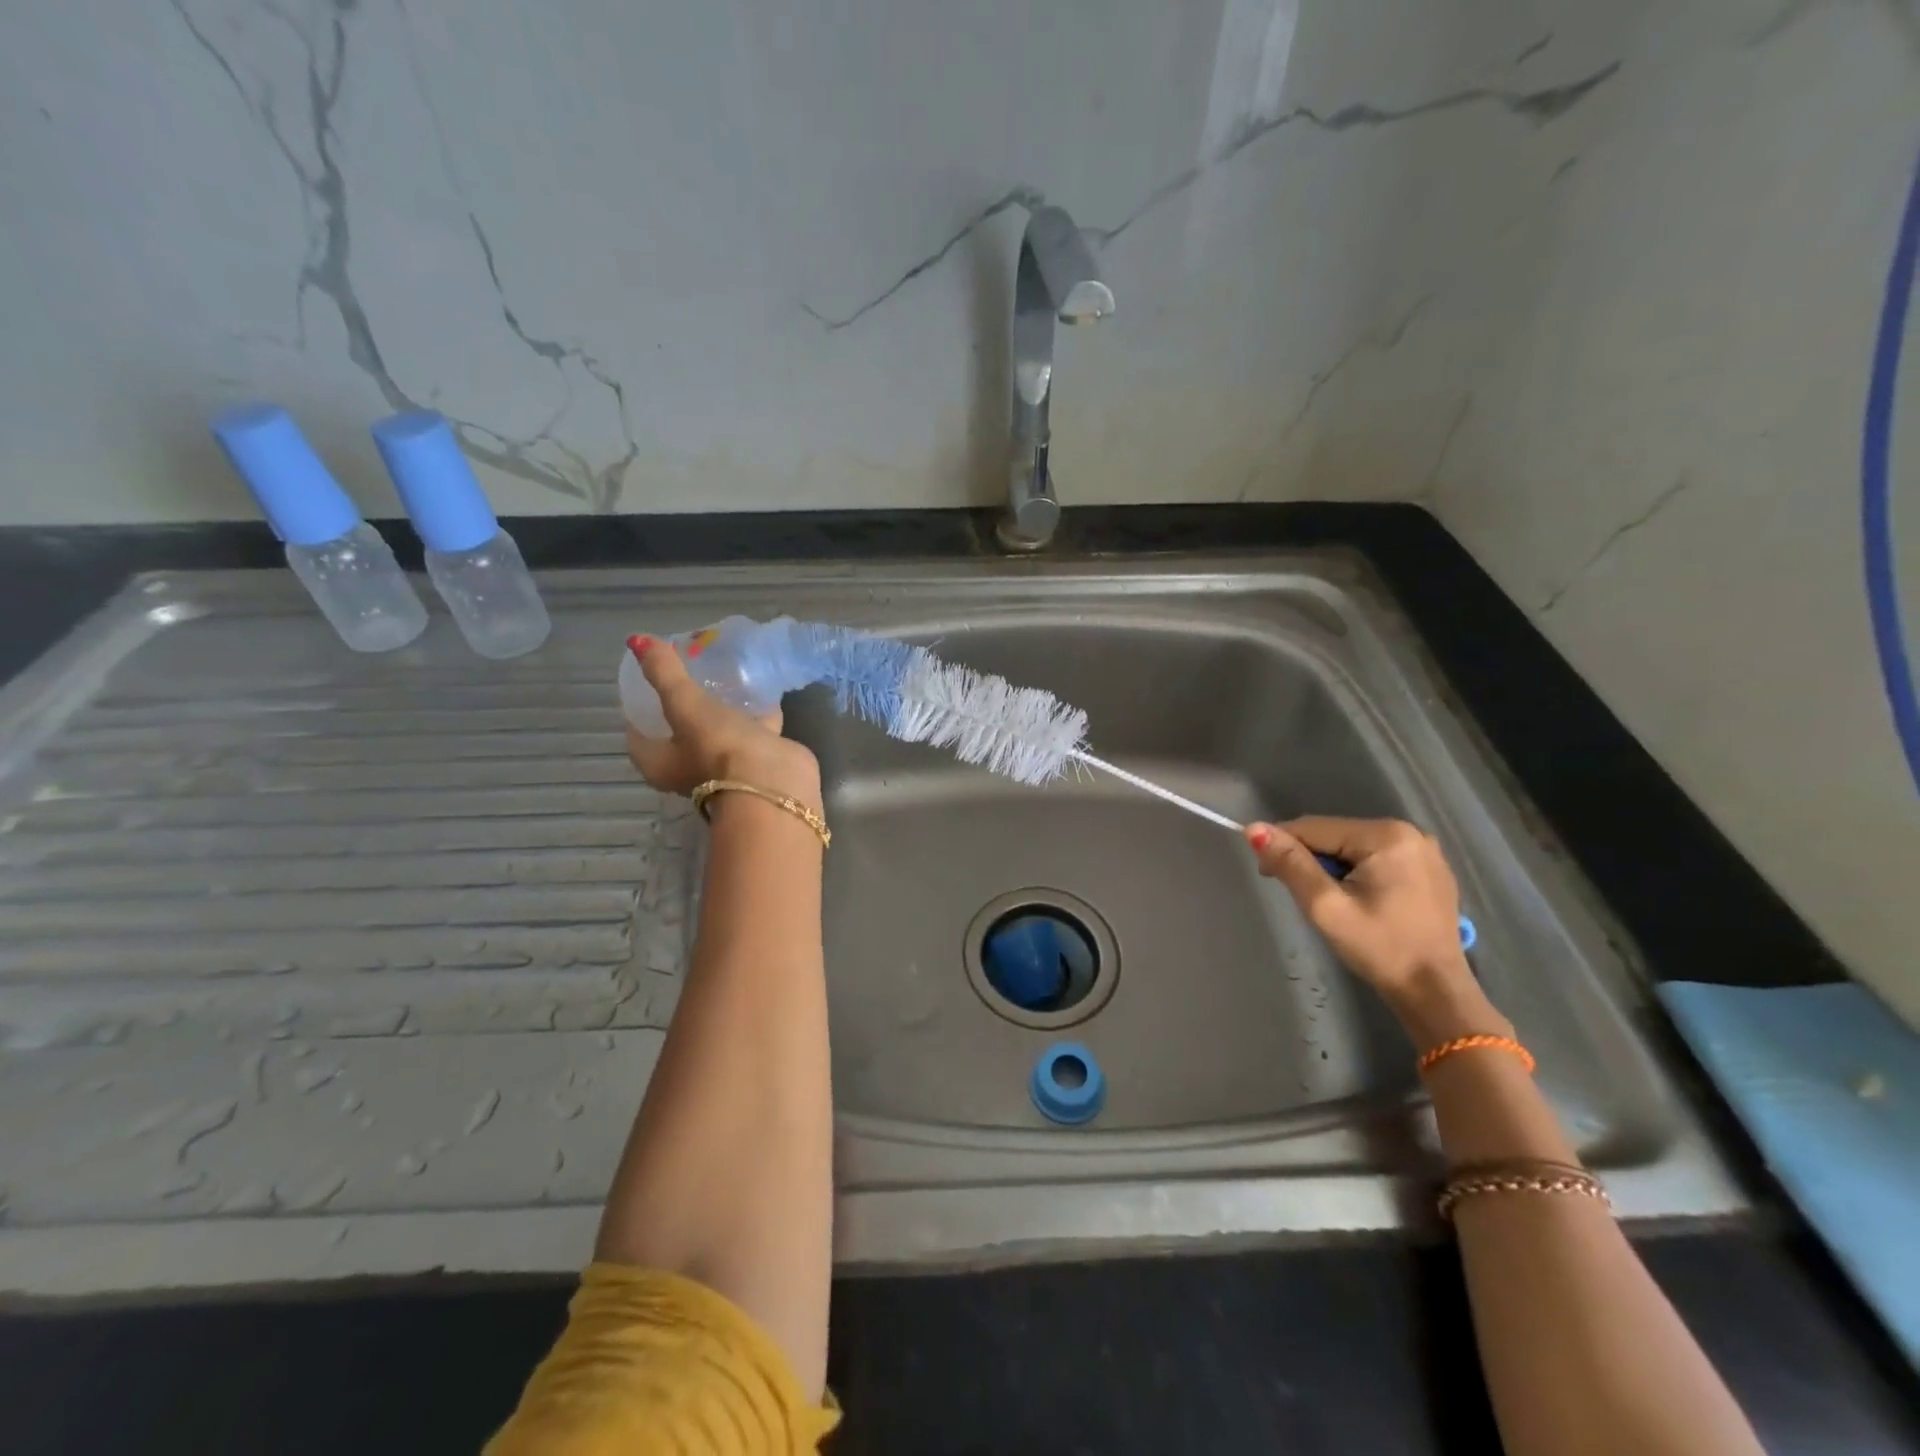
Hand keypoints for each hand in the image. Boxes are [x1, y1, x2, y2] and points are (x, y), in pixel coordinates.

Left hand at [625, 637, 820, 806]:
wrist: (772, 783)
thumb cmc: (717, 748)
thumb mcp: (685, 705)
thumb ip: (664, 673)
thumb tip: (636, 639)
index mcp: (658, 763)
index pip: (638, 730)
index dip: (640, 703)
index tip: (650, 675)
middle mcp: (688, 767)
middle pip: (679, 728)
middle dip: (684, 700)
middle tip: (689, 666)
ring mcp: (725, 765)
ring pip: (718, 728)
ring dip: (721, 705)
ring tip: (723, 670)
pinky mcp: (758, 759)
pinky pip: (752, 728)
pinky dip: (755, 709)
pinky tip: (760, 685)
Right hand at [1244, 815, 1507, 1042]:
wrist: (1435, 992)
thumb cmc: (1379, 949)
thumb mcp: (1325, 907)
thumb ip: (1290, 864)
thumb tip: (1254, 829)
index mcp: (1385, 835)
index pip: (1314, 827)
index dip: (1282, 847)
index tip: (1267, 876)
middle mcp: (1409, 832)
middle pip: (1335, 835)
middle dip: (1309, 859)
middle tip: (1300, 896)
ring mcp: (1424, 850)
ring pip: (1353, 846)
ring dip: (1331, 867)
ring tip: (1328, 901)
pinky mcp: (1429, 869)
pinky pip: (1376, 858)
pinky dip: (1357, 873)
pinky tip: (1357, 900)